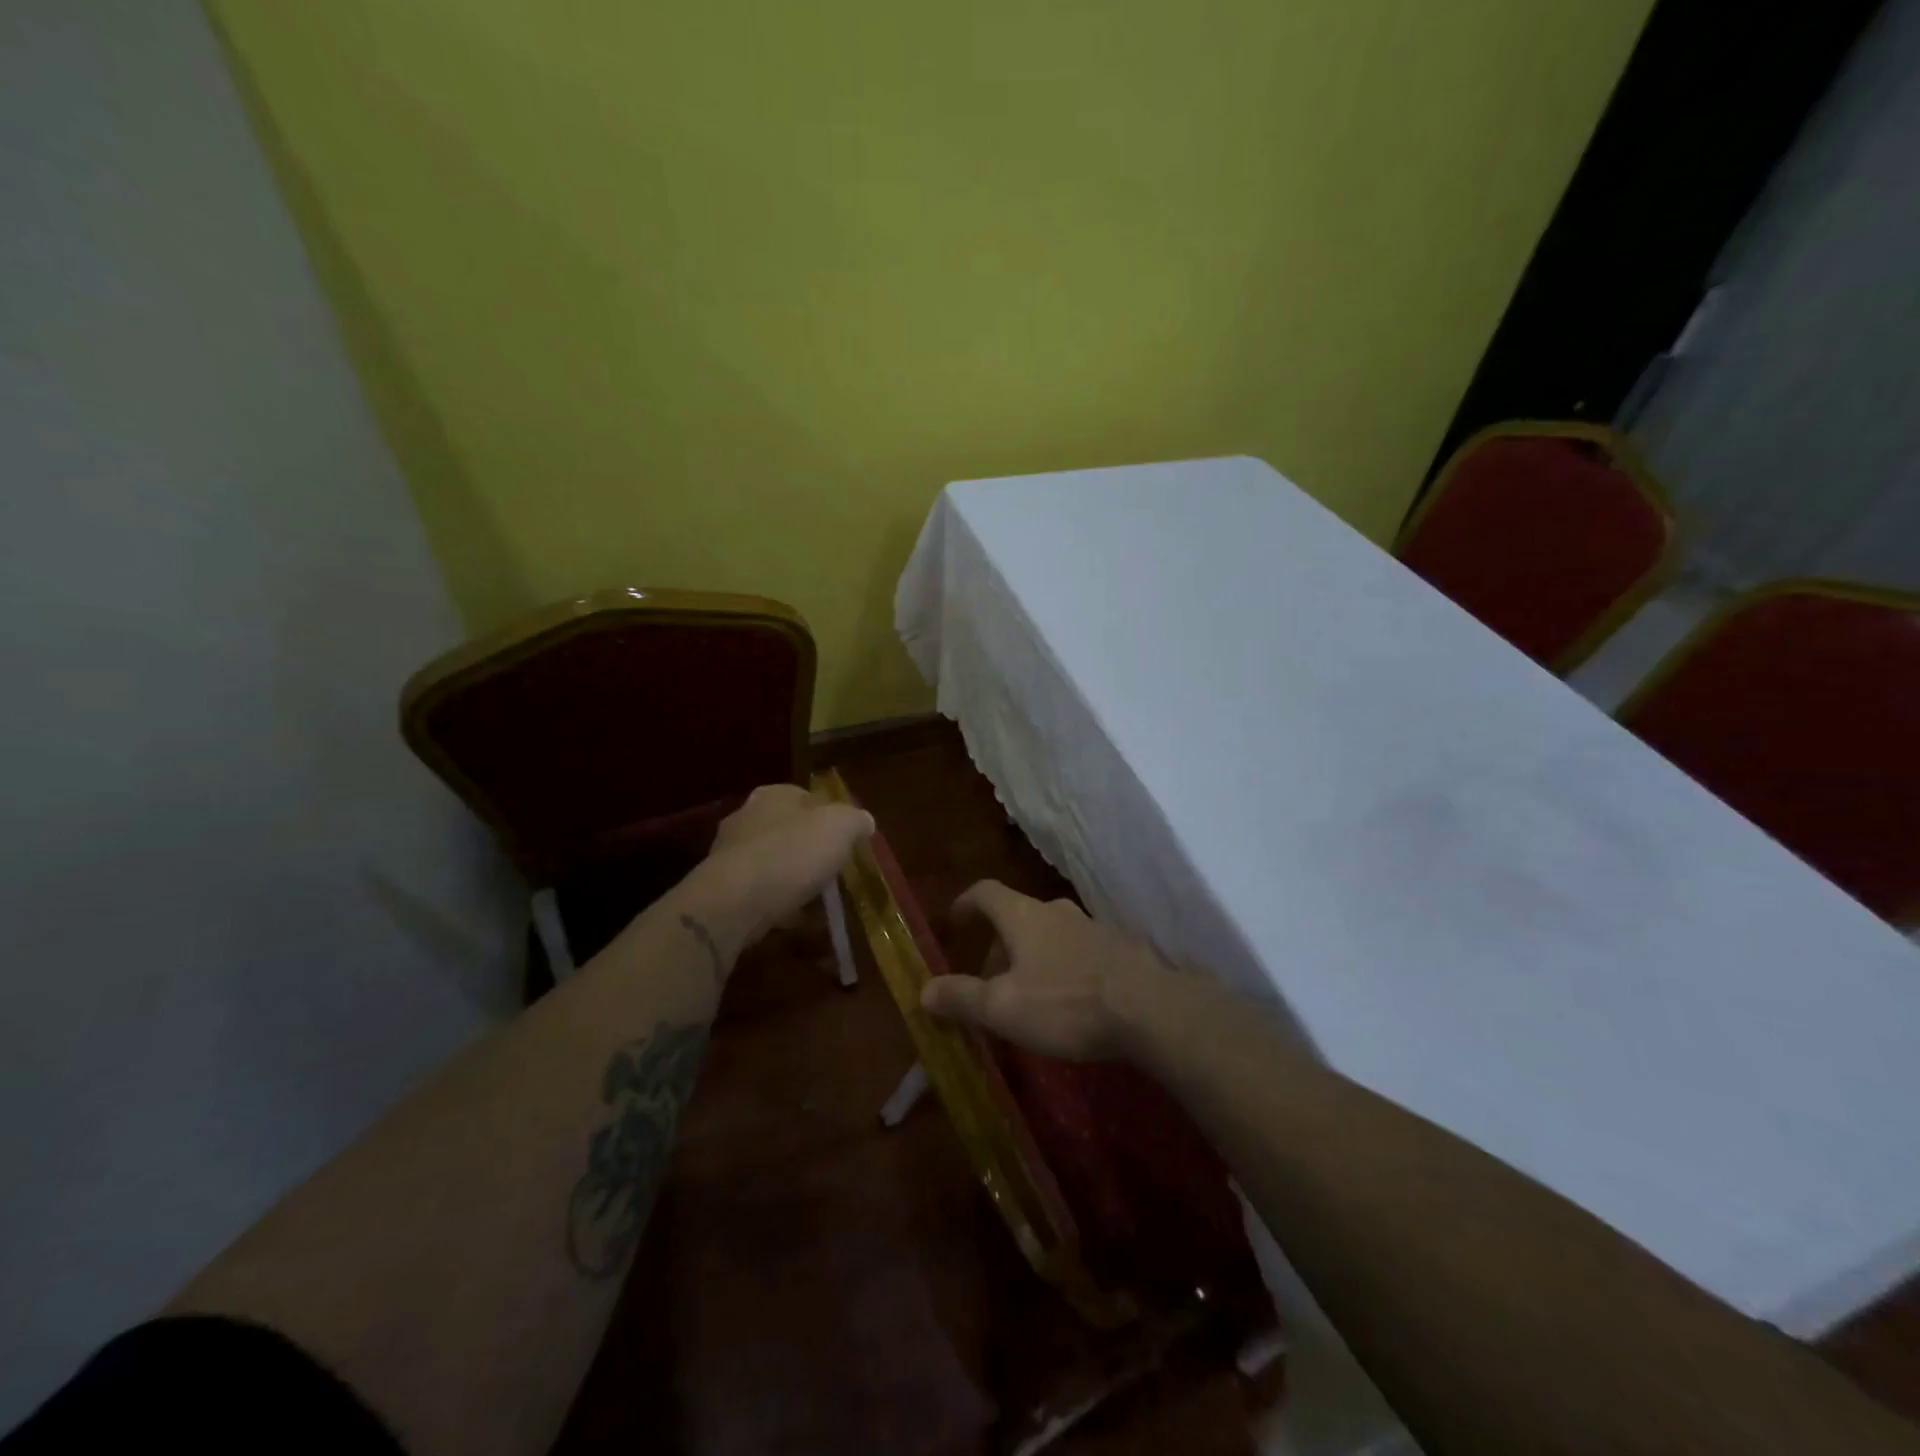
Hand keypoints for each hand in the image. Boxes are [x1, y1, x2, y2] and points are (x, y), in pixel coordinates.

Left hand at [700, 784, 872, 947]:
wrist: (735, 901)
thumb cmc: (792, 853)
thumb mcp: (841, 827)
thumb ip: (856, 820)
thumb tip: (864, 822)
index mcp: (774, 795)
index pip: (809, 798)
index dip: (832, 818)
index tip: (848, 842)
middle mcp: (747, 816)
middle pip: (790, 830)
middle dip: (811, 849)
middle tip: (834, 871)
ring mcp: (730, 853)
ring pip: (774, 861)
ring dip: (794, 877)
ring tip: (818, 899)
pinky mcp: (723, 887)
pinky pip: (761, 891)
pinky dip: (778, 902)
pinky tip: (796, 918)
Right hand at [920, 879, 1169, 1059]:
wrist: (1150, 1008)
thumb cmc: (1066, 1003)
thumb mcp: (1003, 1008)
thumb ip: (962, 997)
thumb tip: (923, 991)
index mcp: (1023, 916)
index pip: (985, 892)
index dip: (965, 904)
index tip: (953, 922)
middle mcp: (1056, 911)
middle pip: (1017, 917)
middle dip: (997, 946)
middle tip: (988, 983)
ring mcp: (1092, 926)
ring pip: (1049, 935)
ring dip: (1030, 958)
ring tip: (1027, 998)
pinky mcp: (1119, 948)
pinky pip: (1077, 951)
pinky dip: (1061, 968)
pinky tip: (1069, 1002)